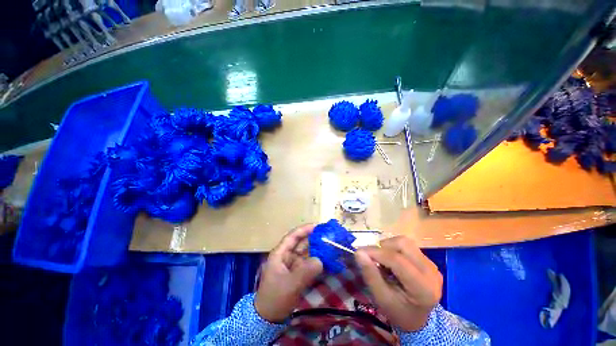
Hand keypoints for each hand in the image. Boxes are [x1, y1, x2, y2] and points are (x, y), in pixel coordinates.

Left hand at [254, 224, 323, 322]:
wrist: (268, 318)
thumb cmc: (275, 298)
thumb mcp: (290, 285)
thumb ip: (306, 272)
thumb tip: (321, 260)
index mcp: (280, 253)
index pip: (292, 236)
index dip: (304, 230)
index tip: (317, 226)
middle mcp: (286, 256)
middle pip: (301, 243)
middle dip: (313, 239)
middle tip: (328, 236)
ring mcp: (292, 264)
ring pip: (306, 253)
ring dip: (317, 249)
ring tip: (330, 245)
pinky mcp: (297, 273)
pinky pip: (308, 263)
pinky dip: (316, 261)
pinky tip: (326, 260)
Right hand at [355, 236, 442, 331]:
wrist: (419, 320)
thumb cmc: (398, 312)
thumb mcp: (382, 299)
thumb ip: (370, 275)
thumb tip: (358, 252)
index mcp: (423, 288)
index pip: (397, 260)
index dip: (376, 252)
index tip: (359, 252)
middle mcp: (431, 272)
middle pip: (403, 244)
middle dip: (383, 247)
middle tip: (373, 258)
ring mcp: (431, 264)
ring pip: (405, 242)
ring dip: (388, 246)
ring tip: (383, 260)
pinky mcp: (428, 260)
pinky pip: (407, 246)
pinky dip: (394, 249)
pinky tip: (392, 262)